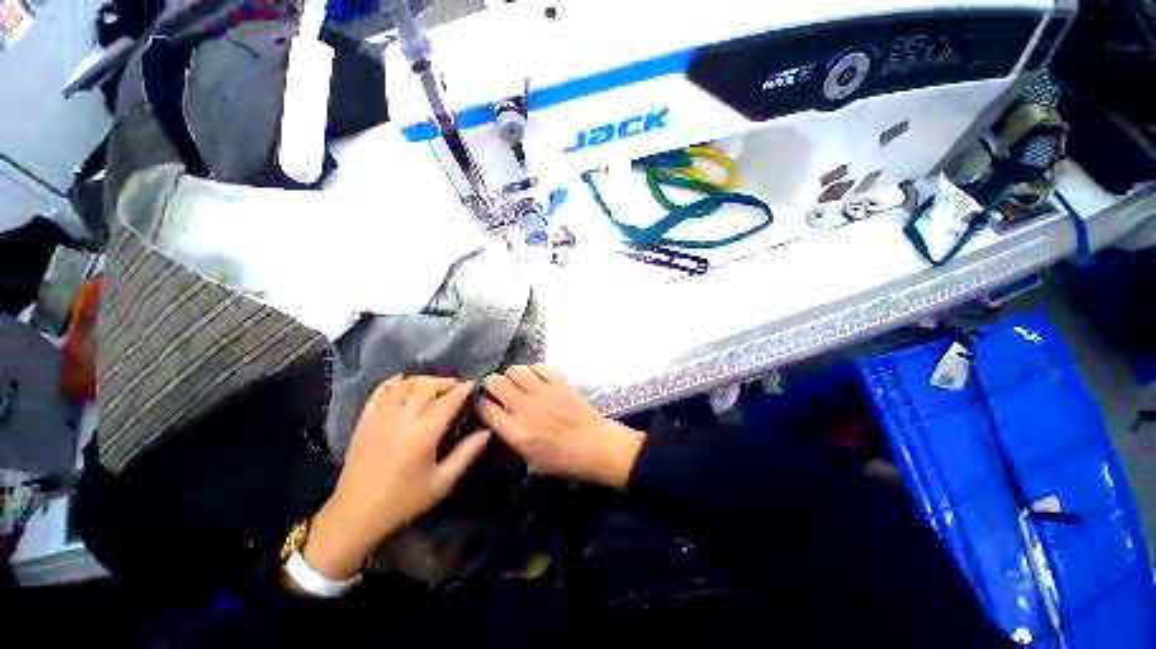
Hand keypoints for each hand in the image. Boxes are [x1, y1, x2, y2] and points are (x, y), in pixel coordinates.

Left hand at [303, 376, 489, 579]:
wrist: (356, 515)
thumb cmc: (403, 501)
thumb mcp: (442, 482)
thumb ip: (466, 454)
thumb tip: (486, 432)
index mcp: (424, 433)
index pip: (449, 400)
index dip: (464, 389)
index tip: (473, 384)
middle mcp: (403, 418)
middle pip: (427, 387)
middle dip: (445, 383)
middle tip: (456, 388)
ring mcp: (381, 417)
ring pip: (405, 385)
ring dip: (423, 381)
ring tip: (433, 387)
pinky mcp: (365, 421)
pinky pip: (380, 392)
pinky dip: (394, 383)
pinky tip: (403, 385)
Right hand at [479, 365, 643, 489]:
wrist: (596, 446)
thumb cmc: (564, 460)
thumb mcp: (531, 459)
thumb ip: (511, 436)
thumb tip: (498, 417)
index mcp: (518, 433)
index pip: (487, 410)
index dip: (480, 404)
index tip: (482, 402)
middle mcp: (527, 409)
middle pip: (497, 384)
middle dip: (492, 384)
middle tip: (497, 389)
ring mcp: (545, 393)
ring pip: (516, 370)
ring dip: (511, 375)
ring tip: (516, 382)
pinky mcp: (561, 383)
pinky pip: (540, 367)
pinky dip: (533, 370)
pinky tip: (535, 377)